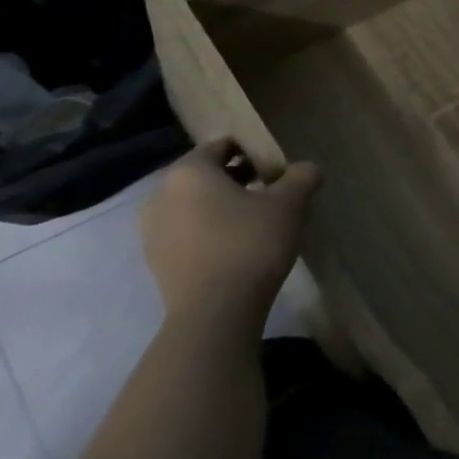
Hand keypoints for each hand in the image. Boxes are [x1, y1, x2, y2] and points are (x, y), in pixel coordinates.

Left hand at [141, 140, 321, 340]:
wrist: (214, 313)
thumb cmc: (250, 243)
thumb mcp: (289, 204)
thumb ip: (301, 177)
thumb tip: (307, 169)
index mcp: (189, 171)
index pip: (222, 146)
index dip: (252, 152)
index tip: (275, 170)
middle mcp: (161, 194)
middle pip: (204, 175)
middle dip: (235, 179)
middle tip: (268, 194)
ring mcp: (151, 230)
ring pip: (193, 204)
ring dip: (220, 206)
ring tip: (253, 223)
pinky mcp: (155, 261)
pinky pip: (185, 232)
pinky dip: (207, 231)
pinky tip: (234, 248)